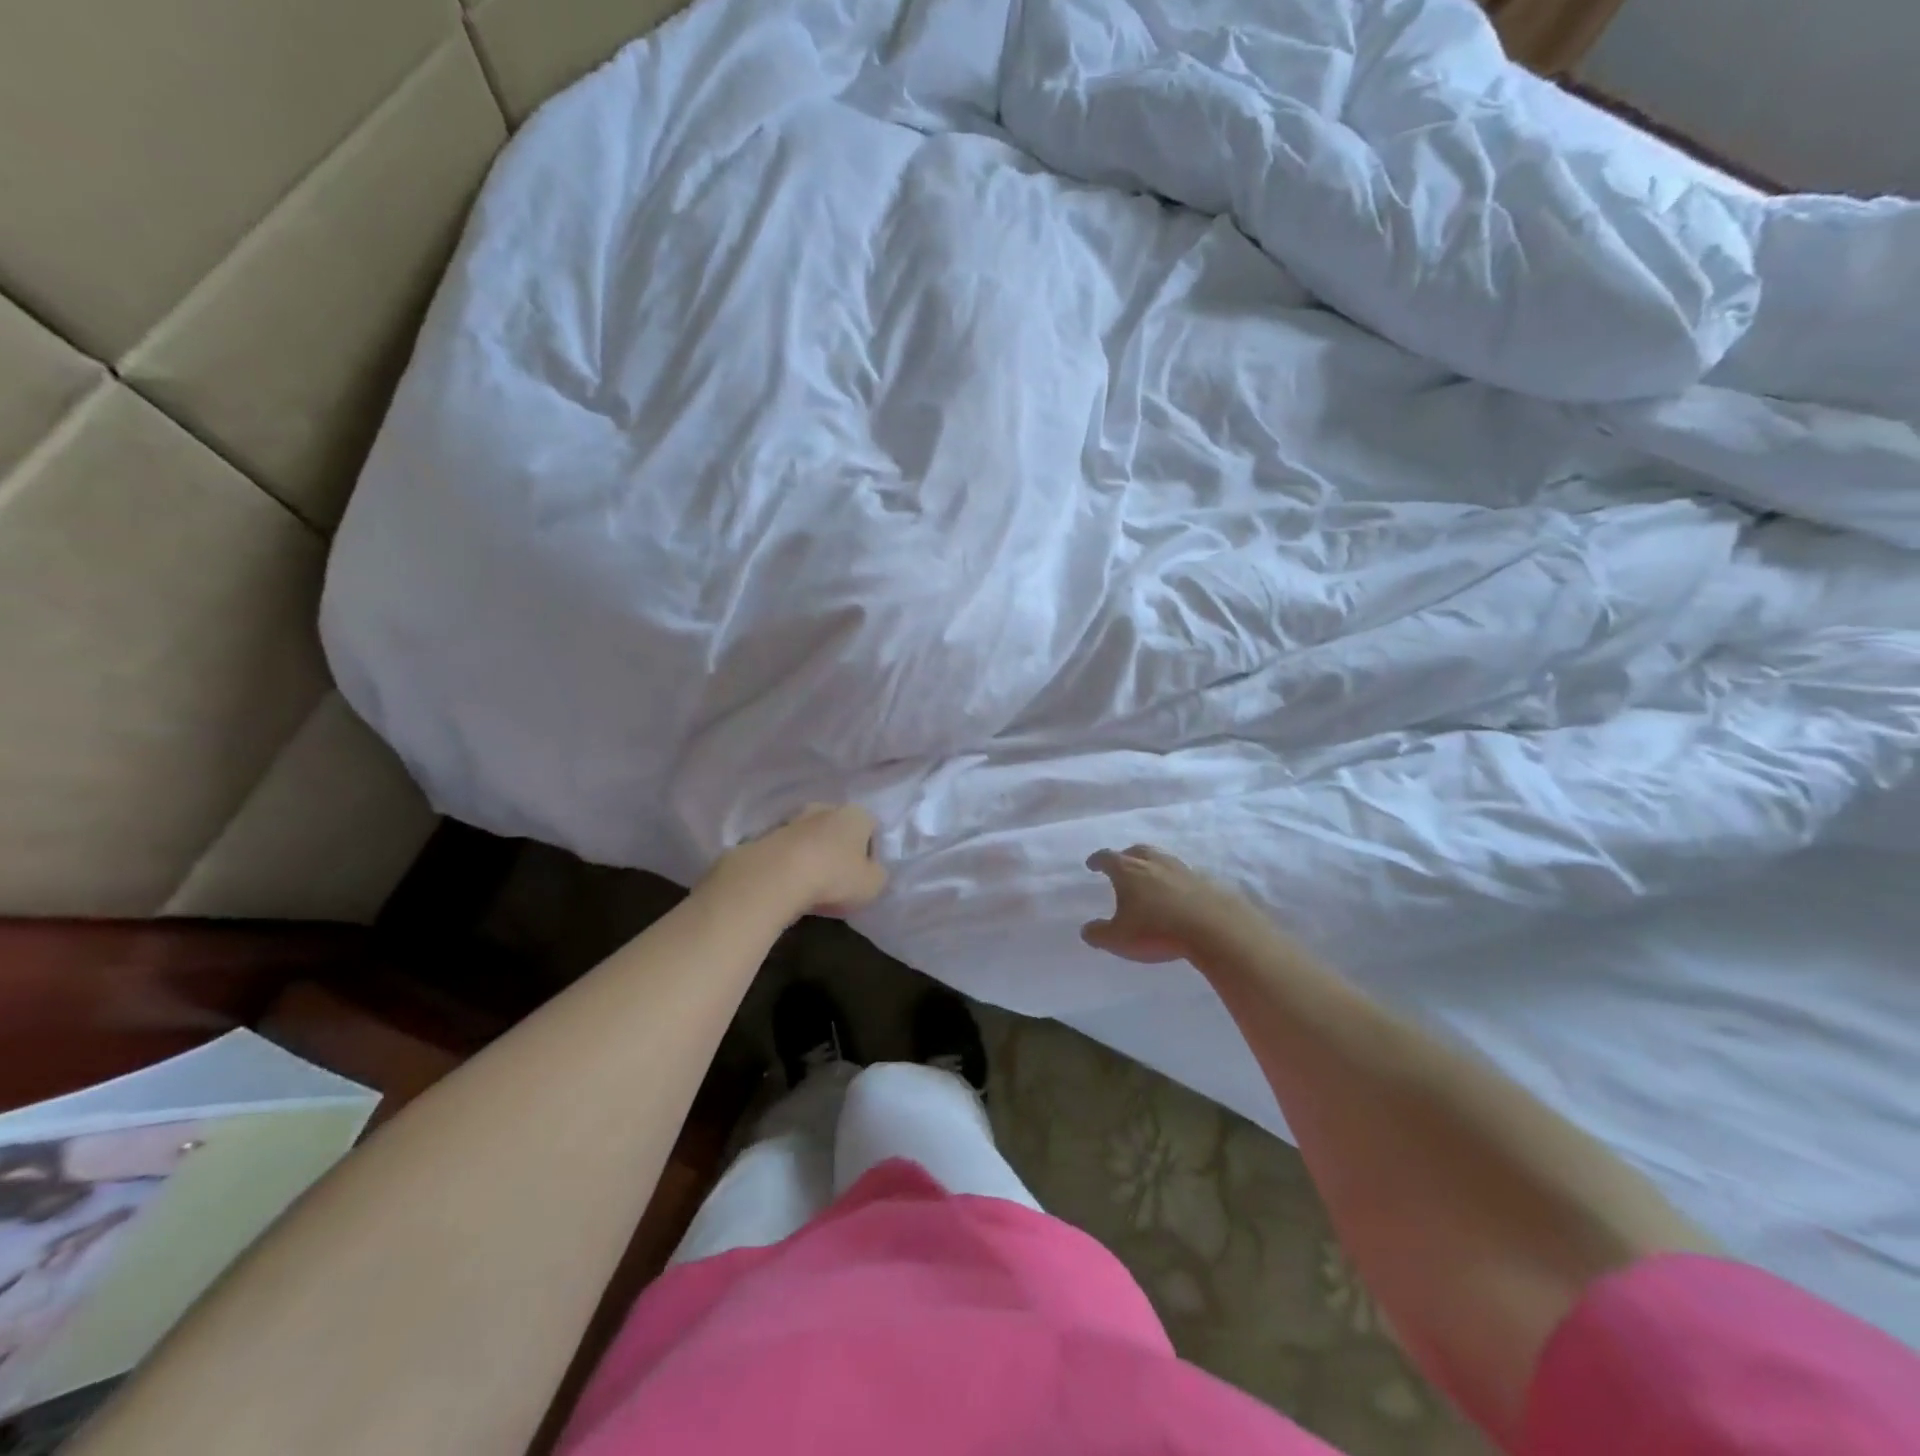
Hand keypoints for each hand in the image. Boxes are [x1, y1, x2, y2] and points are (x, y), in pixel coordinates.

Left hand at [717, 804, 887, 917]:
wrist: (774, 877)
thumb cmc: (834, 878)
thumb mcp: (873, 885)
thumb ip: (878, 874)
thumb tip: (872, 871)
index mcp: (856, 814)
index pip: (871, 827)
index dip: (871, 851)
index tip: (864, 875)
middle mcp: (825, 808)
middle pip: (838, 827)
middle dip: (839, 847)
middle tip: (838, 876)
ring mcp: (793, 819)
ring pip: (810, 835)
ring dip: (812, 852)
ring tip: (810, 882)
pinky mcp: (766, 834)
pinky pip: (787, 848)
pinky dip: (789, 861)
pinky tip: (789, 882)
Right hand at [1082, 844, 1250, 963]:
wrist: (1213, 928)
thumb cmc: (1157, 930)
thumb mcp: (1119, 939)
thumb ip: (1099, 934)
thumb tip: (1086, 930)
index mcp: (1128, 871)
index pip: (1107, 858)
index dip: (1097, 860)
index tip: (1092, 864)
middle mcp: (1153, 862)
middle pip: (1136, 851)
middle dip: (1126, 856)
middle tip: (1121, 866)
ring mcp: (1181, 869)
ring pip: (1161, 859)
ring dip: (1152, 865)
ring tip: (1149, 878)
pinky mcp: (1204, 881)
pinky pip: (1182, 875)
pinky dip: (1174, 880)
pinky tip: (1175, 893)